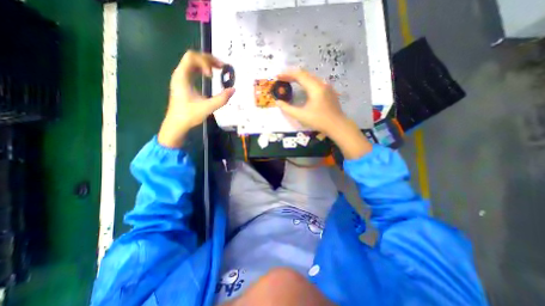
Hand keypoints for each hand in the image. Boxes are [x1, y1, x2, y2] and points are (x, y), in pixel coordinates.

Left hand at [157, 50, 234, 147]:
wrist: (177, 124)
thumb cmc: (189, 115)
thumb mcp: (207, 107)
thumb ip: (221, 99)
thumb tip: (233, 90)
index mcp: (182, 76)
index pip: (192, 57)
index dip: (205, 62)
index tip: (212, 76)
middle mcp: (180, 74)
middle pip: (193, 57)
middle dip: (208, 60)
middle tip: (222, 66)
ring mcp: (181, 78)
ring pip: (193, 63)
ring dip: (206, 64)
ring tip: (219, 69)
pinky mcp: (184, 84)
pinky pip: (193, 70)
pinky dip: (203, 70)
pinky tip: (210, 77)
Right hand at [277, 69, 370, 158]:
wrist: (337, 125)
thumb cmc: (319, 121)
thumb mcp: (301, 116)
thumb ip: (288, 109)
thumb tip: (278, 102)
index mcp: (315, 87)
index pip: (299, 75)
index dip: (287, 74)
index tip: (278, 76)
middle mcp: (321, 83)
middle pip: (305, 74)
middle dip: (292, 75)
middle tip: (282, 79)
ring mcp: (327, 86)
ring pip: (311, 78)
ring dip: (299, 78)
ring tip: (290, 81)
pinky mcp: (329, 91)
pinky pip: (315, 82)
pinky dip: (306, 82)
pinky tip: (302, 87)